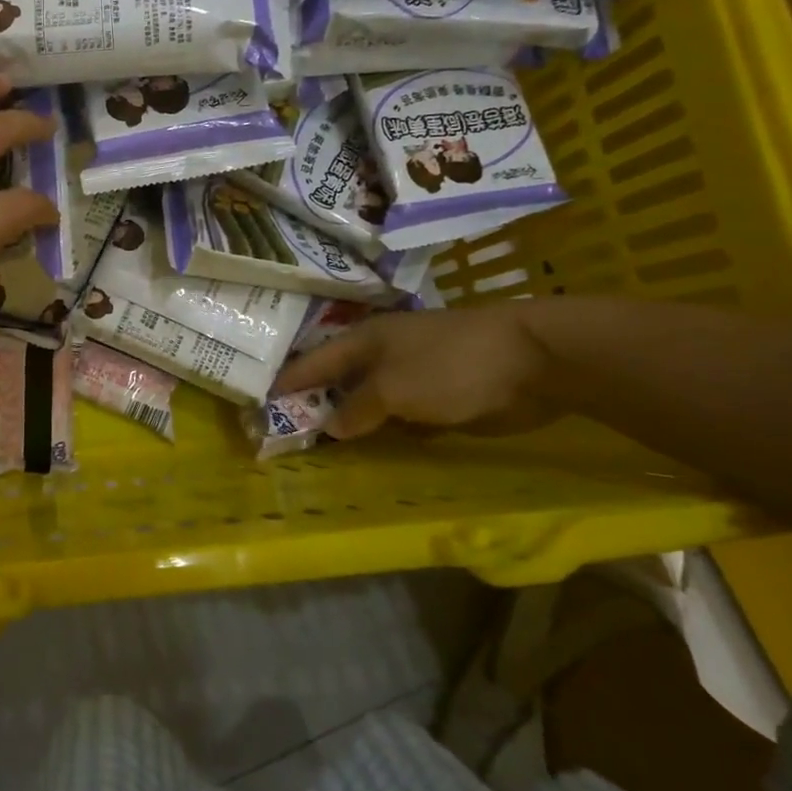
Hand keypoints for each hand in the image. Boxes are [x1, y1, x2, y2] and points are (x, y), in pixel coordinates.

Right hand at [272, 305, 558, 439]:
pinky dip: (383, 431)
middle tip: (283, 432)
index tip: (258, 403)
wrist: (533, 361)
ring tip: (319, 449)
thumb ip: (357, 408)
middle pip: (337, 382)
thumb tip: (330, 427)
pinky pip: (397, 416)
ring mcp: (411, 375)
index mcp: (363, 340)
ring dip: (348, 422)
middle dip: (313, 404)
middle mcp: (381, 355)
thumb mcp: (392, 389)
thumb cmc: (450, 366)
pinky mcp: (438, 397)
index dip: (286, 382)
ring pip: (367, 401)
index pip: (311, 362)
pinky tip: (370, 450)